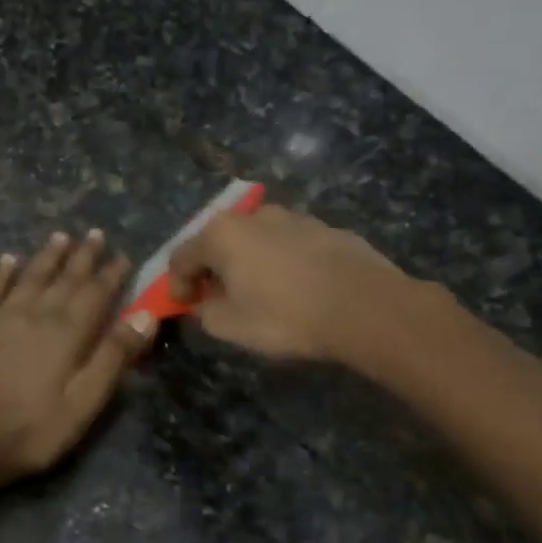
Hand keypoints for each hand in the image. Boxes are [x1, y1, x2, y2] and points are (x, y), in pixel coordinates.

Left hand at [0, 229, 156, 481]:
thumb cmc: (34, 429)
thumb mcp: (85, 402)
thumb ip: (114, 356)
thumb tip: (145, 315)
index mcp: (68, 333)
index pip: (96, 294)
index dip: (111, 274)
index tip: (122, 255)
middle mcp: (37, 314)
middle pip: (65, 279)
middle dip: (83, 256)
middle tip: (95, 234)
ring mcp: (3, 318)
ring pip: (31, 277)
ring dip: (48, 256)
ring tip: (61, 236)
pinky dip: (2, 273)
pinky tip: (9, 259)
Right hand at [167, 205, 413, 360]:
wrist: (365, 307)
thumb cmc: (285, 316)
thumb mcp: (230, 326)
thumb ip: (204, 312)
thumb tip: (204, 303)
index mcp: (221, 234)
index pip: (181, 257)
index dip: (176, 286)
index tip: (184, 308)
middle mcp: (253, 215)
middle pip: (218, 241)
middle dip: (212, 270)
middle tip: (217, 299)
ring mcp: (294, 217)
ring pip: (256, 240)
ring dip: (248, 263)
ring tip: (259, 293)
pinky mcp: (326, 228)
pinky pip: (289, 245)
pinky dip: (281, 262)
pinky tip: (296, 288)